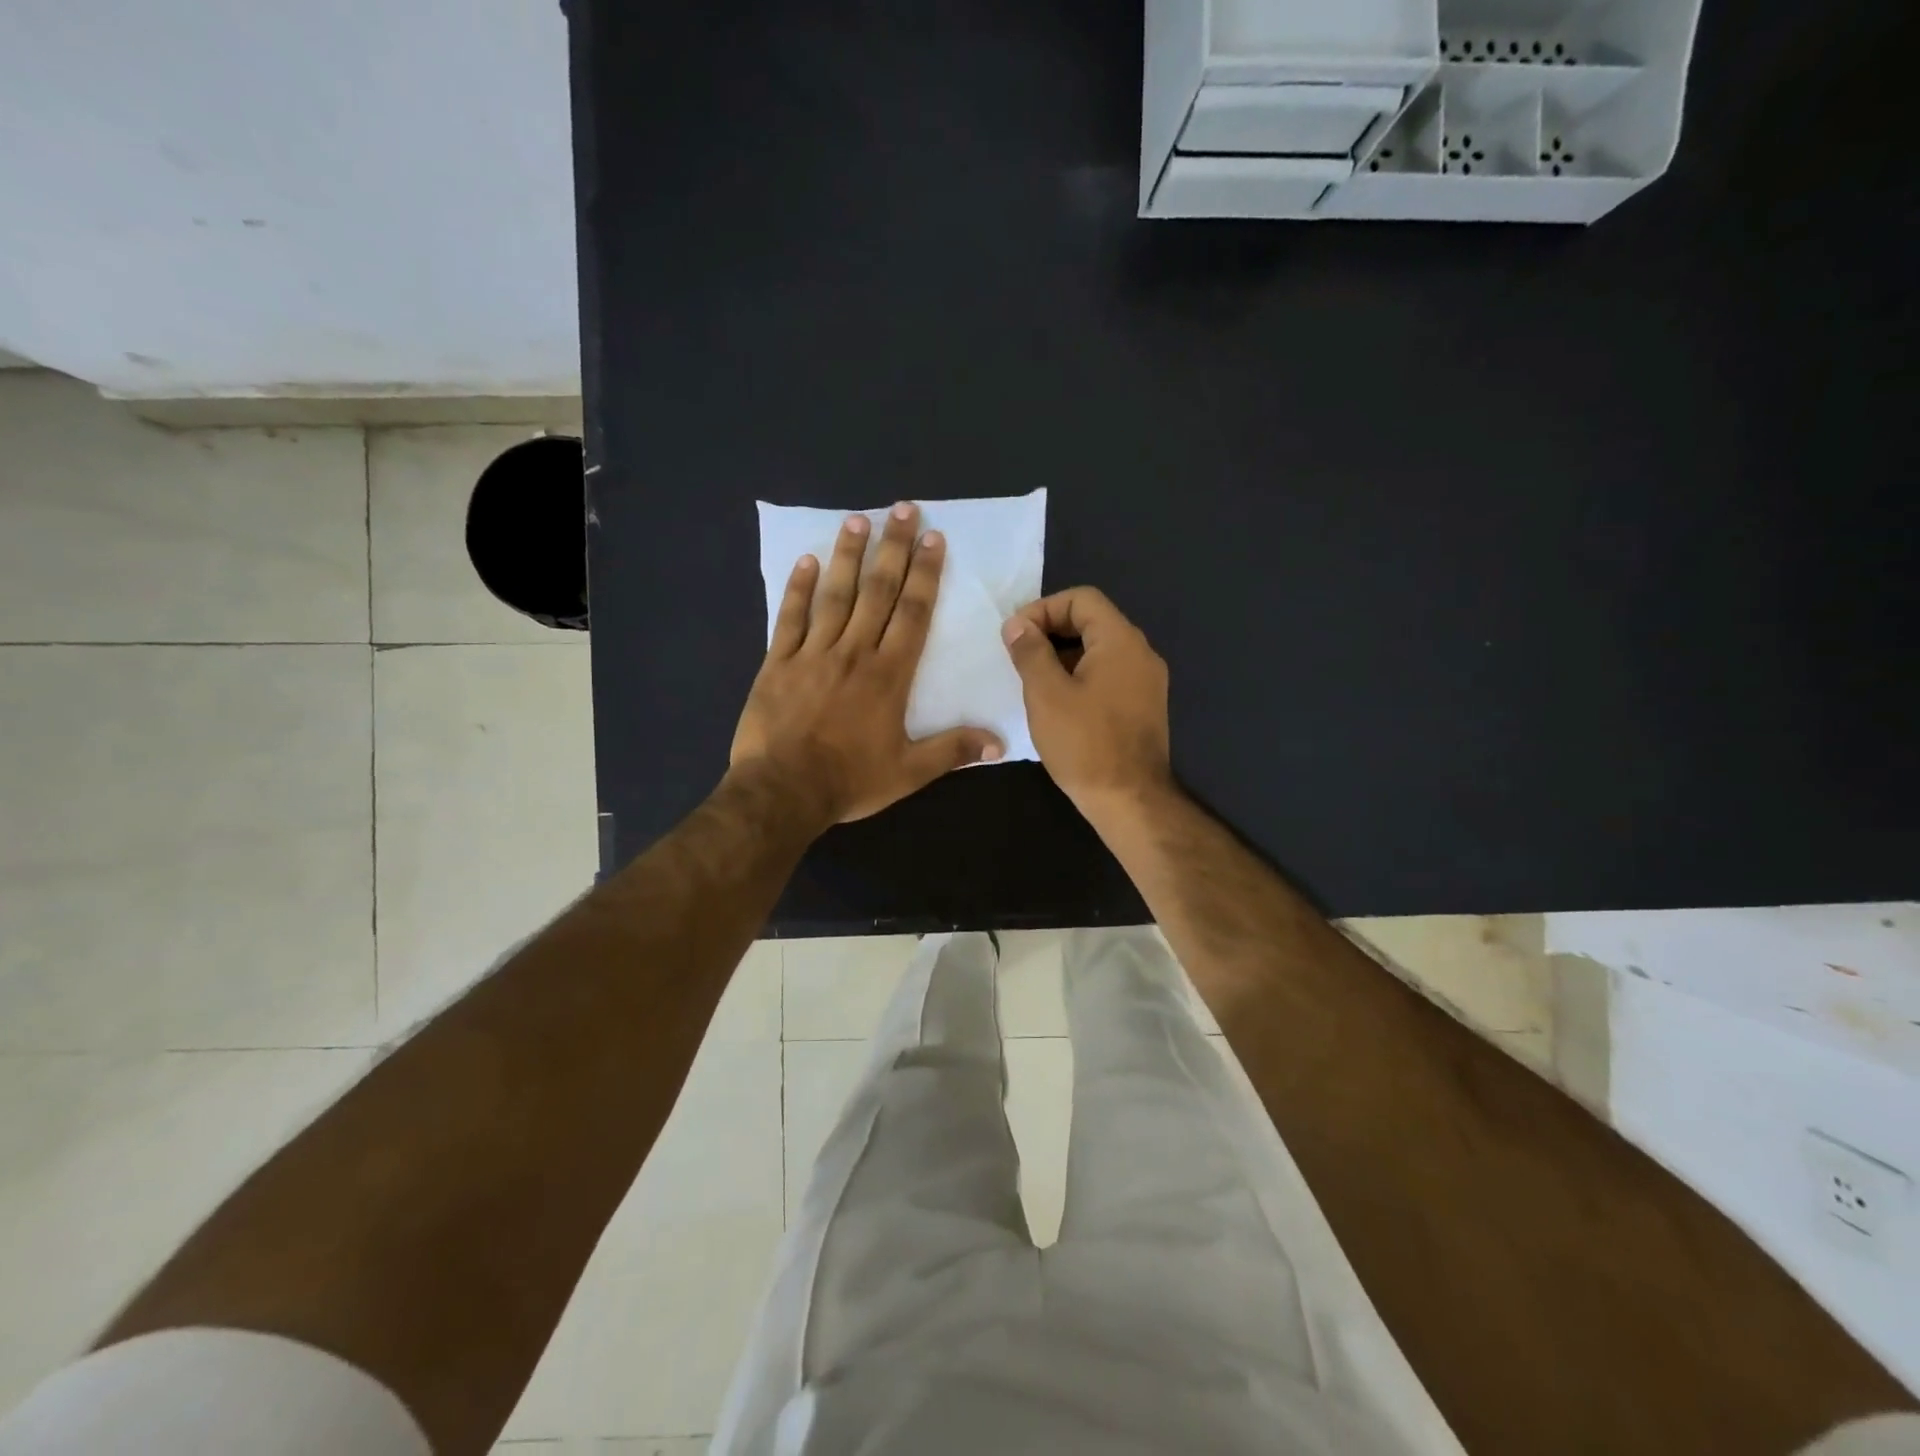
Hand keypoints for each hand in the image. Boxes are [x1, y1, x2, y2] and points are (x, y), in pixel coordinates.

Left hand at [732, 502, 1003, 824]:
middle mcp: (854, 652)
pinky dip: (798, 589)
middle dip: (893, 549)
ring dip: (848, 556)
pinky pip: (790, 618)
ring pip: (835, 595)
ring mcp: (813, 654)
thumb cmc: (849, 780)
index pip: (913, 613)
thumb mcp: (909, 772)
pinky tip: (807, 561)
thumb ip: (952, 751)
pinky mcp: (779, 663)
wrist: (782, 791)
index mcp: (889, 674)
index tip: (933, 539)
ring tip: (858, 520)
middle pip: (877, 591)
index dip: (926, 574)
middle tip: (902, 510)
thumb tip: (1000, 743)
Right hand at [1001, 586, 1172, 820]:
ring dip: (1063, 656)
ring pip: (1099, 650)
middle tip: (1019, 656)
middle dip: (1051, 632)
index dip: (1043, 609)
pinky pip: (1108, 675)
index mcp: (1121, 641)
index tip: (1015, 636)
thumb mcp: (1046, 694)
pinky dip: (1080, 676)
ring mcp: (1146, 681)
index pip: (1082, 599)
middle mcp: (1141, 653)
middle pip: (1093, 621)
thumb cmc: (1084, 744)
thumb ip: (1030, 652)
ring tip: (1032, 680)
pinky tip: (1057, 702)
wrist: (1129, 800)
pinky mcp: (1143, 706)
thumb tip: (1017, 625)